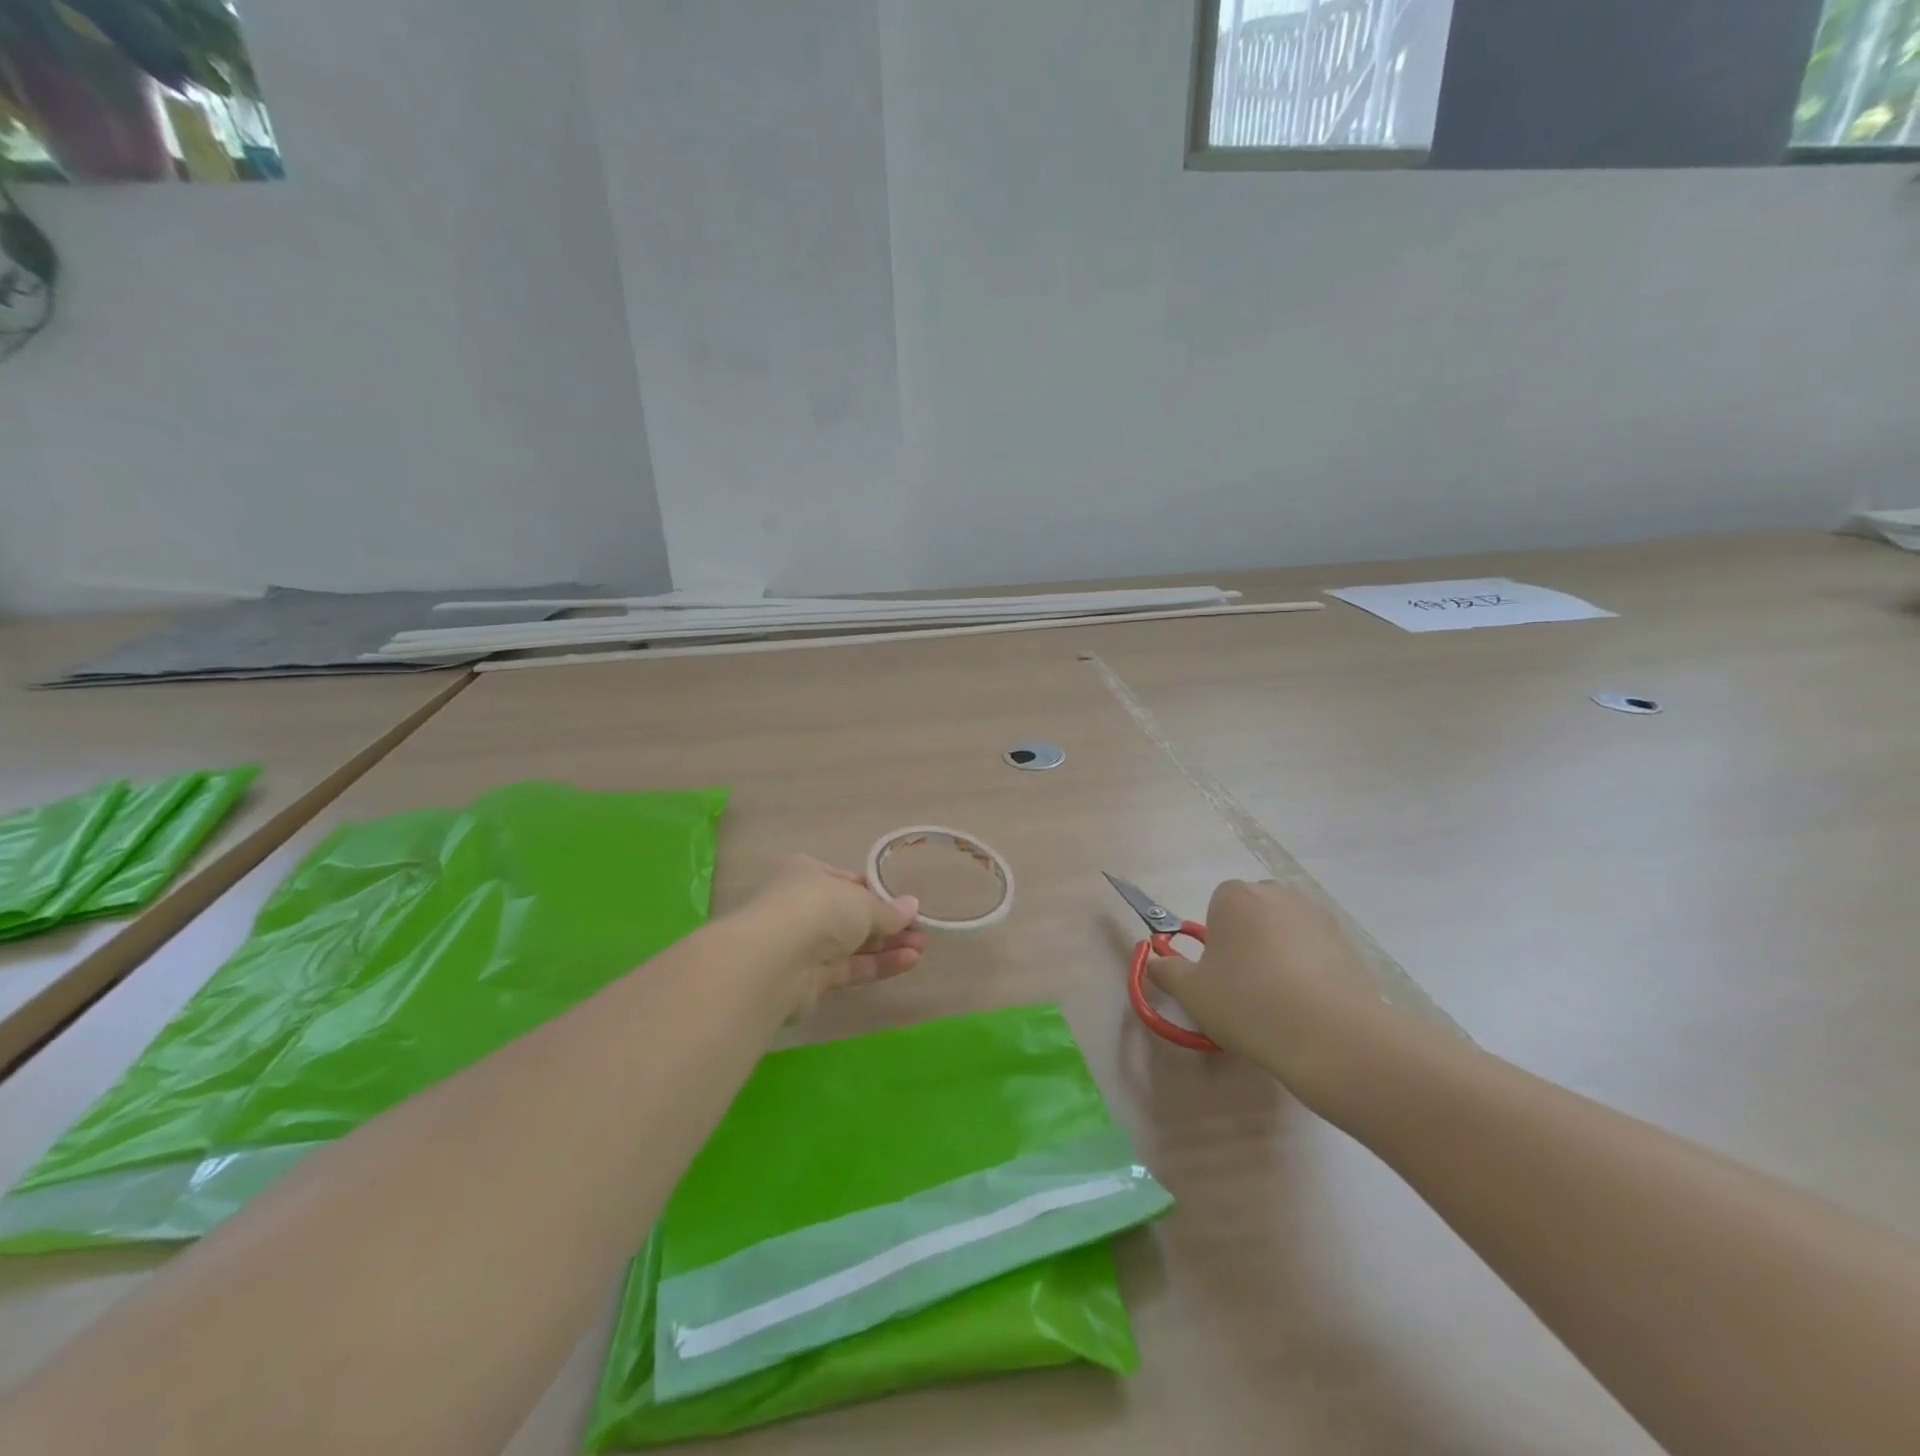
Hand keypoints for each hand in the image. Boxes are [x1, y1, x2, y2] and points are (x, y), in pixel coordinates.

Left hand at [746, 856, 928, 1016]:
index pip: (849, 882)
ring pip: (853, 943)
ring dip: (888, 945)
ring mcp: (806, 944)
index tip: (905, 904)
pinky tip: (909, 961)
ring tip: (923, 947)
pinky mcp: (810, 979)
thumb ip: (888, 909)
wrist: (774, 962)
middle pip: (853, 915)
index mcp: (809, 875)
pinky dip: (878, 964)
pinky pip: (851, 967)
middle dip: (889, 923)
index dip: (878, 893)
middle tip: (922, 930)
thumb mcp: (861, 902)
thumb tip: (912, 907)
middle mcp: (805, 907)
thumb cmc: (818, 910)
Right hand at [1147, 881, 1398, 1089]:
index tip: (1219, 974)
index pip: (1216, 905)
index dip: (1215, 940)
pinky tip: (1307, 1007)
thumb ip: (1167, 972)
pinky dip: (1309, 971)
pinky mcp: (1348, 944)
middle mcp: (1277, 895)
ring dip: (1278, 955)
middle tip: (1244, 986)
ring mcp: (1317, 917)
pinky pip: (1315, 951)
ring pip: (1285, 932)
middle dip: (1247, 941)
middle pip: (1252, 914)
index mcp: (1235, 896)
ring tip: (1279, 1001)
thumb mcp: (1192, 992)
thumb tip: (1155, 962)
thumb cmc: (1248, 1003)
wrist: (1331, 1036)